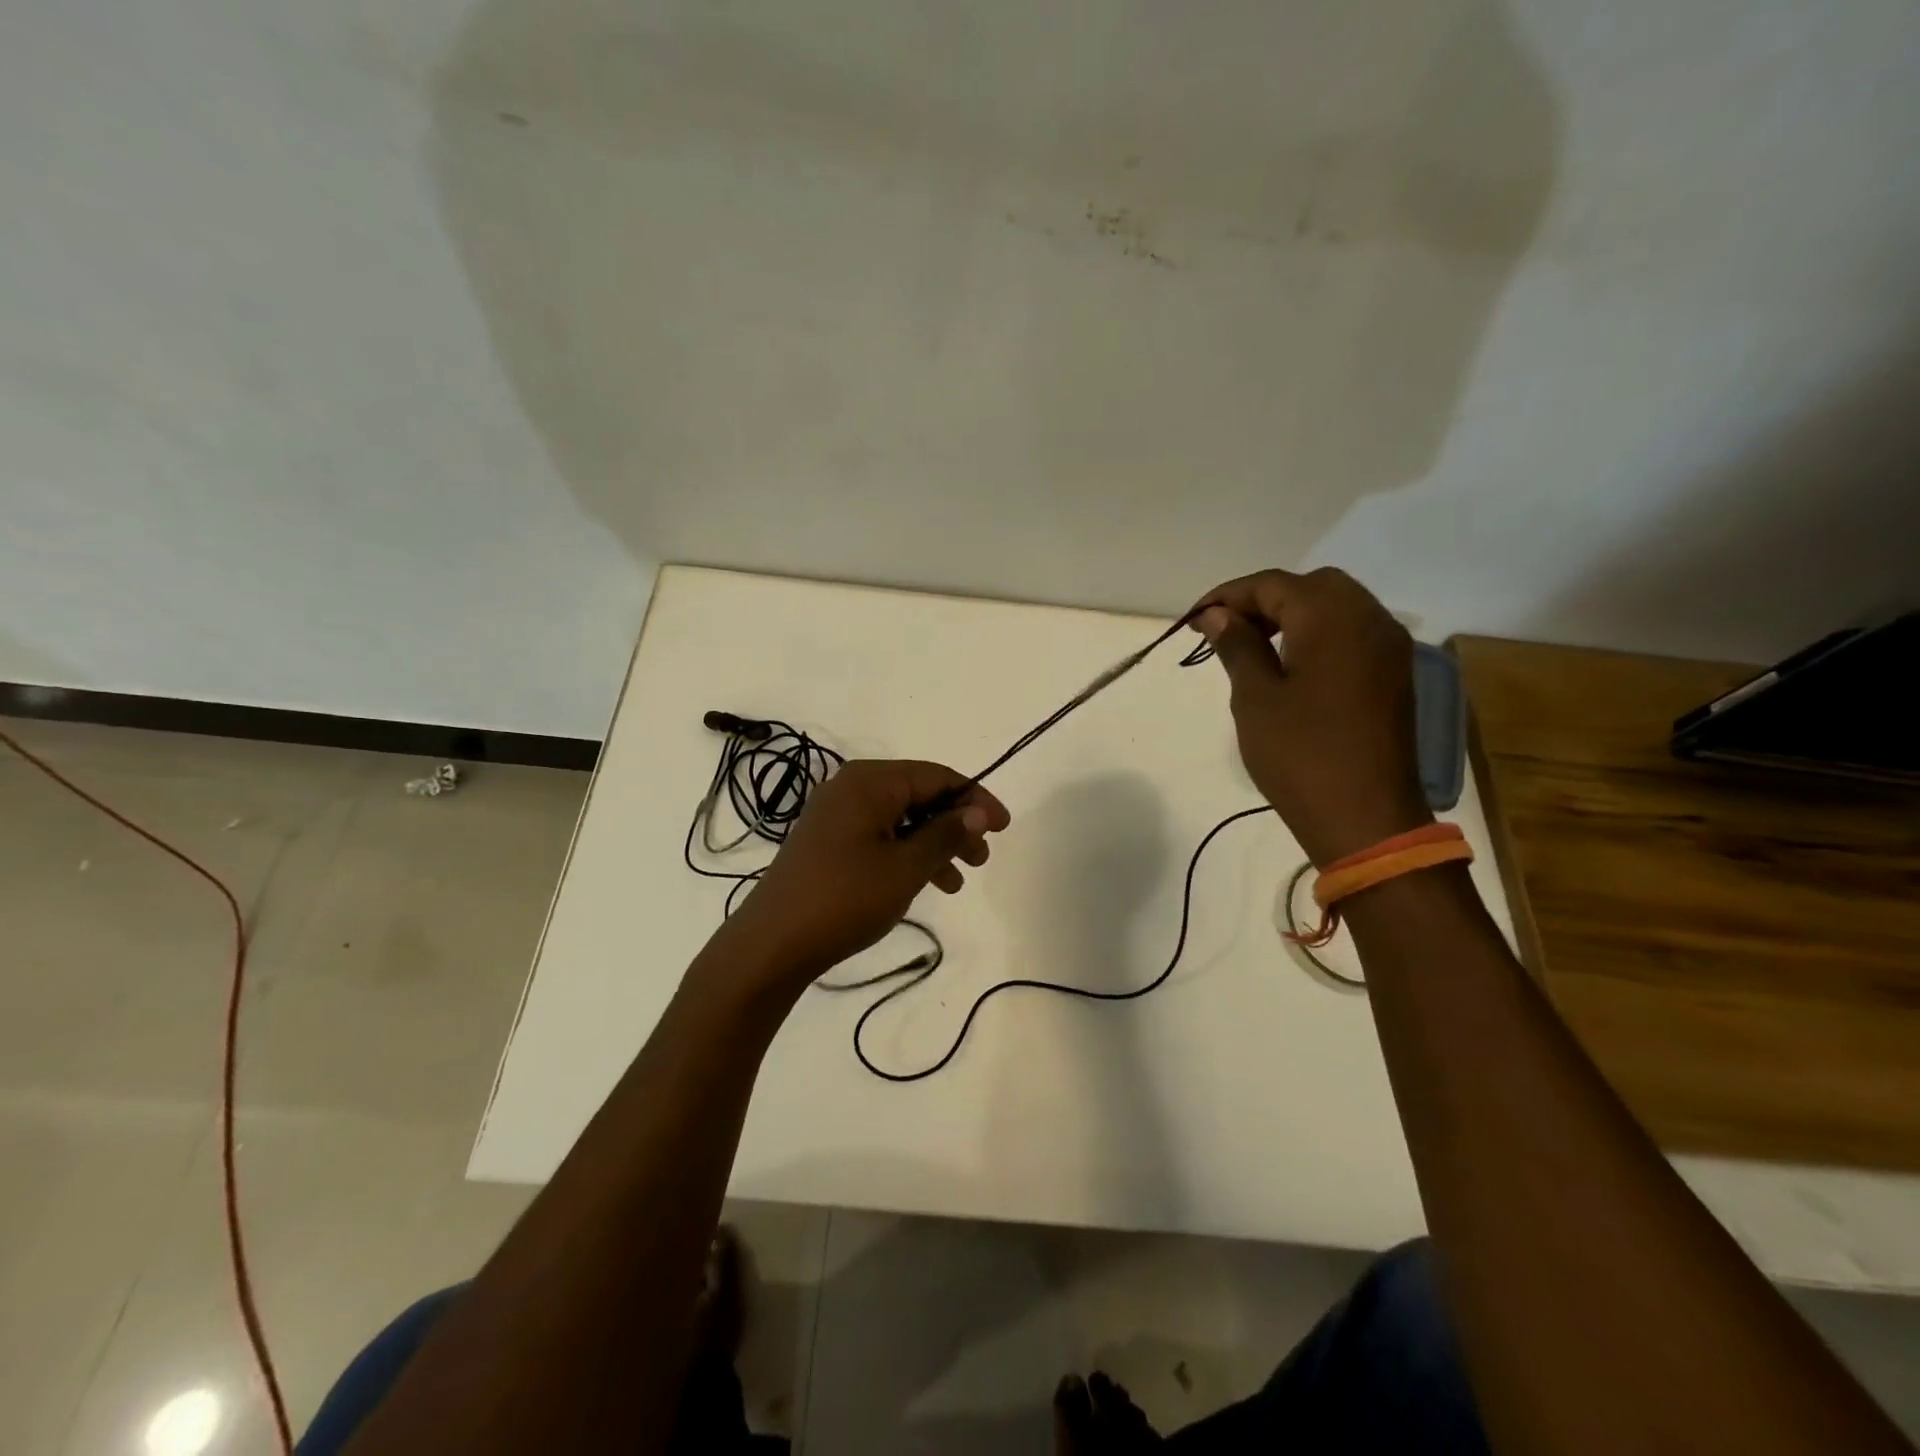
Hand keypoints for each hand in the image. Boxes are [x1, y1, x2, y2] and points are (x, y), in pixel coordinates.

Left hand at [721, 760, 1010, 982]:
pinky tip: (929, 884)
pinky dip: (908, 854)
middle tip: (982, 858)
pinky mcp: (830, 839)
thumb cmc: (844, 899)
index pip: (937, 776)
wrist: (773, 943)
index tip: (1004, 828)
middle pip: (920, 794)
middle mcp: (852, 787)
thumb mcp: (905, 867)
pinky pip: (882, 834)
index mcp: (870, 781)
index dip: (976, 799)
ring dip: (935, 843)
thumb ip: (945, 833)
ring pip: (903, 818)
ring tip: (960, 879)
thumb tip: (978, 811)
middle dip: (955, 824)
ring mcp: (838, 813)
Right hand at [1190, 567, 1431, 865]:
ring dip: (1292, 615)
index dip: (1227, 597)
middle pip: (1309, 587)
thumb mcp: (1255, 698)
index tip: (1193, 620)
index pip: (1272, 585)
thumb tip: (1217, 615)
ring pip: (1336, 606)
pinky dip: (1319, 634)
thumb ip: (1237, 646)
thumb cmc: (1300, 755)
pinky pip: (1353, 633)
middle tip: (1225, 631)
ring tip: (1252, 647)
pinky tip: (1292, 664)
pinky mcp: (1394, 673)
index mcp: (1331, 617)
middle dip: (1263, 600)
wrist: (1366, 818)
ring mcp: (1389, 646)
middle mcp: (1369, 618)